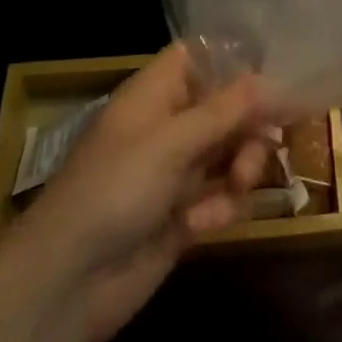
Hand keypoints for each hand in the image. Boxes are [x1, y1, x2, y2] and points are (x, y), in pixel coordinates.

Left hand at [0, 46, 268, 341]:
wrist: (66, 283)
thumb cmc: (115, 190)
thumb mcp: (172, 142)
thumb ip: (227, 110)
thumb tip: (273, 79)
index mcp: (156, 94)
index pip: (199, 57)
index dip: (234, 60)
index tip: (274, 72)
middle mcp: (169, 126)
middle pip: (228, 106)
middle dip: (251, 124)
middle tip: (266, 142)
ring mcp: (176, 172)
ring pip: (232, 152)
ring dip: (243, 167)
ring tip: (238, 187)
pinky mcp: (184, 215)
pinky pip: (223, 197)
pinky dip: (221, 208)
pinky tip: (200, 225)